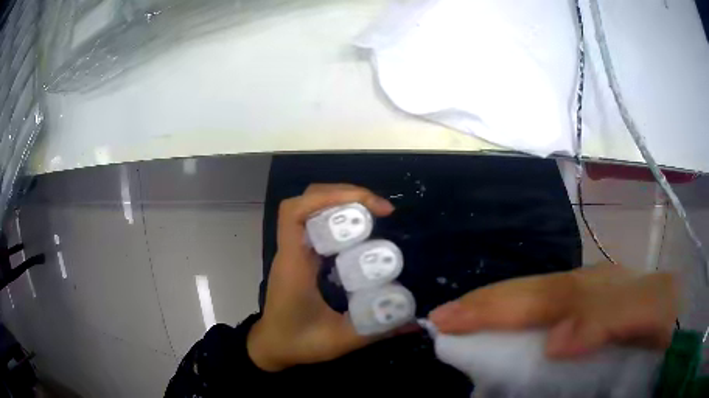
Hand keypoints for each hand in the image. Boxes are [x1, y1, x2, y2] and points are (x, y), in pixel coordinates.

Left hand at [247, 184, 395, 371]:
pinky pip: (316, 225)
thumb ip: (378, 331)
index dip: (329, 197)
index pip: (295, 213)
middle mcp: (292, 251)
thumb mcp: (340, 340)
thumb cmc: (297, 343)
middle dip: (344, 195)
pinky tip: (361, 232)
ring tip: (375, 214)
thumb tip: (416, 322)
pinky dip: (338, 218)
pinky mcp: (301, 257)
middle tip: (382, 210)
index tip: (369, 208)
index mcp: (294, 264)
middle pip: (307, 201)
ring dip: (342, 203)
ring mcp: (295, 252)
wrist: (271, 347)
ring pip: (310, 209)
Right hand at [430, 264, 678, 357]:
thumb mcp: (645, 311)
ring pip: (529, 302)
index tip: (445, 321)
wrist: (671, 318)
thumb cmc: (659, 316)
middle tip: (439, 318)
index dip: (490, 308)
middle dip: (481, 305)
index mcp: (592, 287)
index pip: (534, 297)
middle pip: (525, 294)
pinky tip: (497, 335)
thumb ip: (607, 317)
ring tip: (458, 322)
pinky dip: (513, 323)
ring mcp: (577, 302)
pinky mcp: (578, 319)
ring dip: (492, 312)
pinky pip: (540, 315)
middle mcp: (579, 290)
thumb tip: (554, 340)